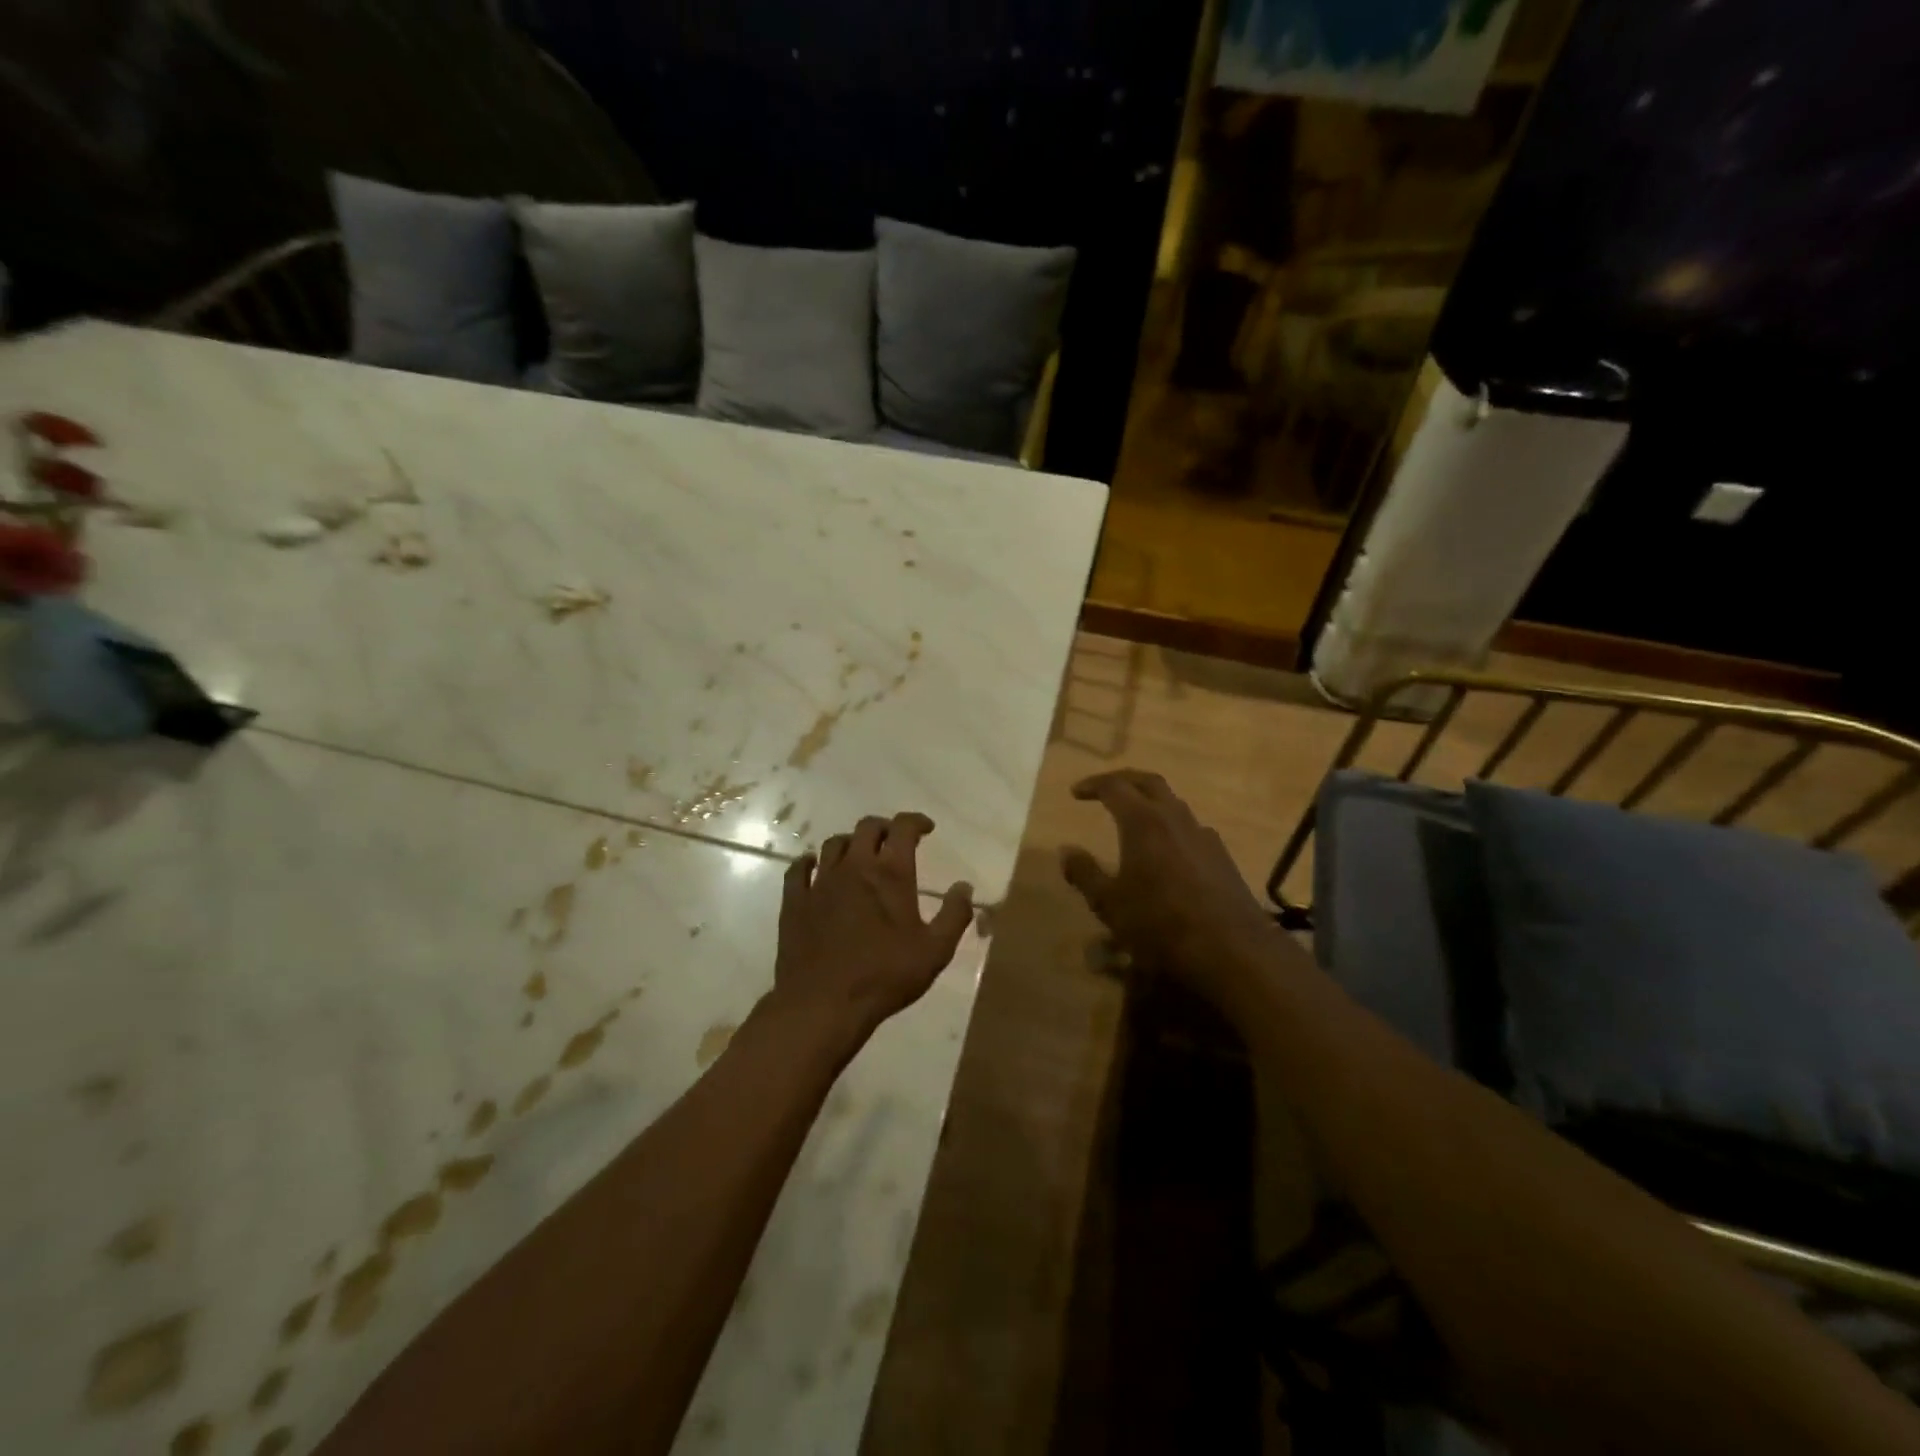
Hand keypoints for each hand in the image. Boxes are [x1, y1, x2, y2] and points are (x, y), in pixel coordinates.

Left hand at [771, 813, 972, 1050]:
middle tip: (894, 840)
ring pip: (833, 844)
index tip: (926, 828)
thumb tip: (964, 887)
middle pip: (867, 828)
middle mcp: (854, 867)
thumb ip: (954, 915)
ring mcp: (820, 882)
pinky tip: (813, 867)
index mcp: (890, 874)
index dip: (916, 821)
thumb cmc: (884, 976)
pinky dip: (809, 862)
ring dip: (850, 842)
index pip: (903, 828)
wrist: (823, 1004)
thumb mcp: (935, 951)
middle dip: (884, 828)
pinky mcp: (795, 902)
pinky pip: (798, 869)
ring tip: (859, 854)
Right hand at [1060, 770, 1288, 1004]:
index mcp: (1143, 822)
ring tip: (1134, 820)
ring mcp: (1204, 836)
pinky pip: (1191, 829)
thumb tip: (1066, 851)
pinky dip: (1172, 828)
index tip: (1075, 793)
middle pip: (1149, 782)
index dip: (1093, 785)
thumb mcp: (1110, 904)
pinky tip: (1167, 852)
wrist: (1231, 950)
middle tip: (1105, 789)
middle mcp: (1175, 819)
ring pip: (1174, 804)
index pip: (1115, 786)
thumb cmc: (1160, 924)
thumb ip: (1085, 874)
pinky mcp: (1222, 856)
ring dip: (1151, 803)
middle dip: (1125, 780)